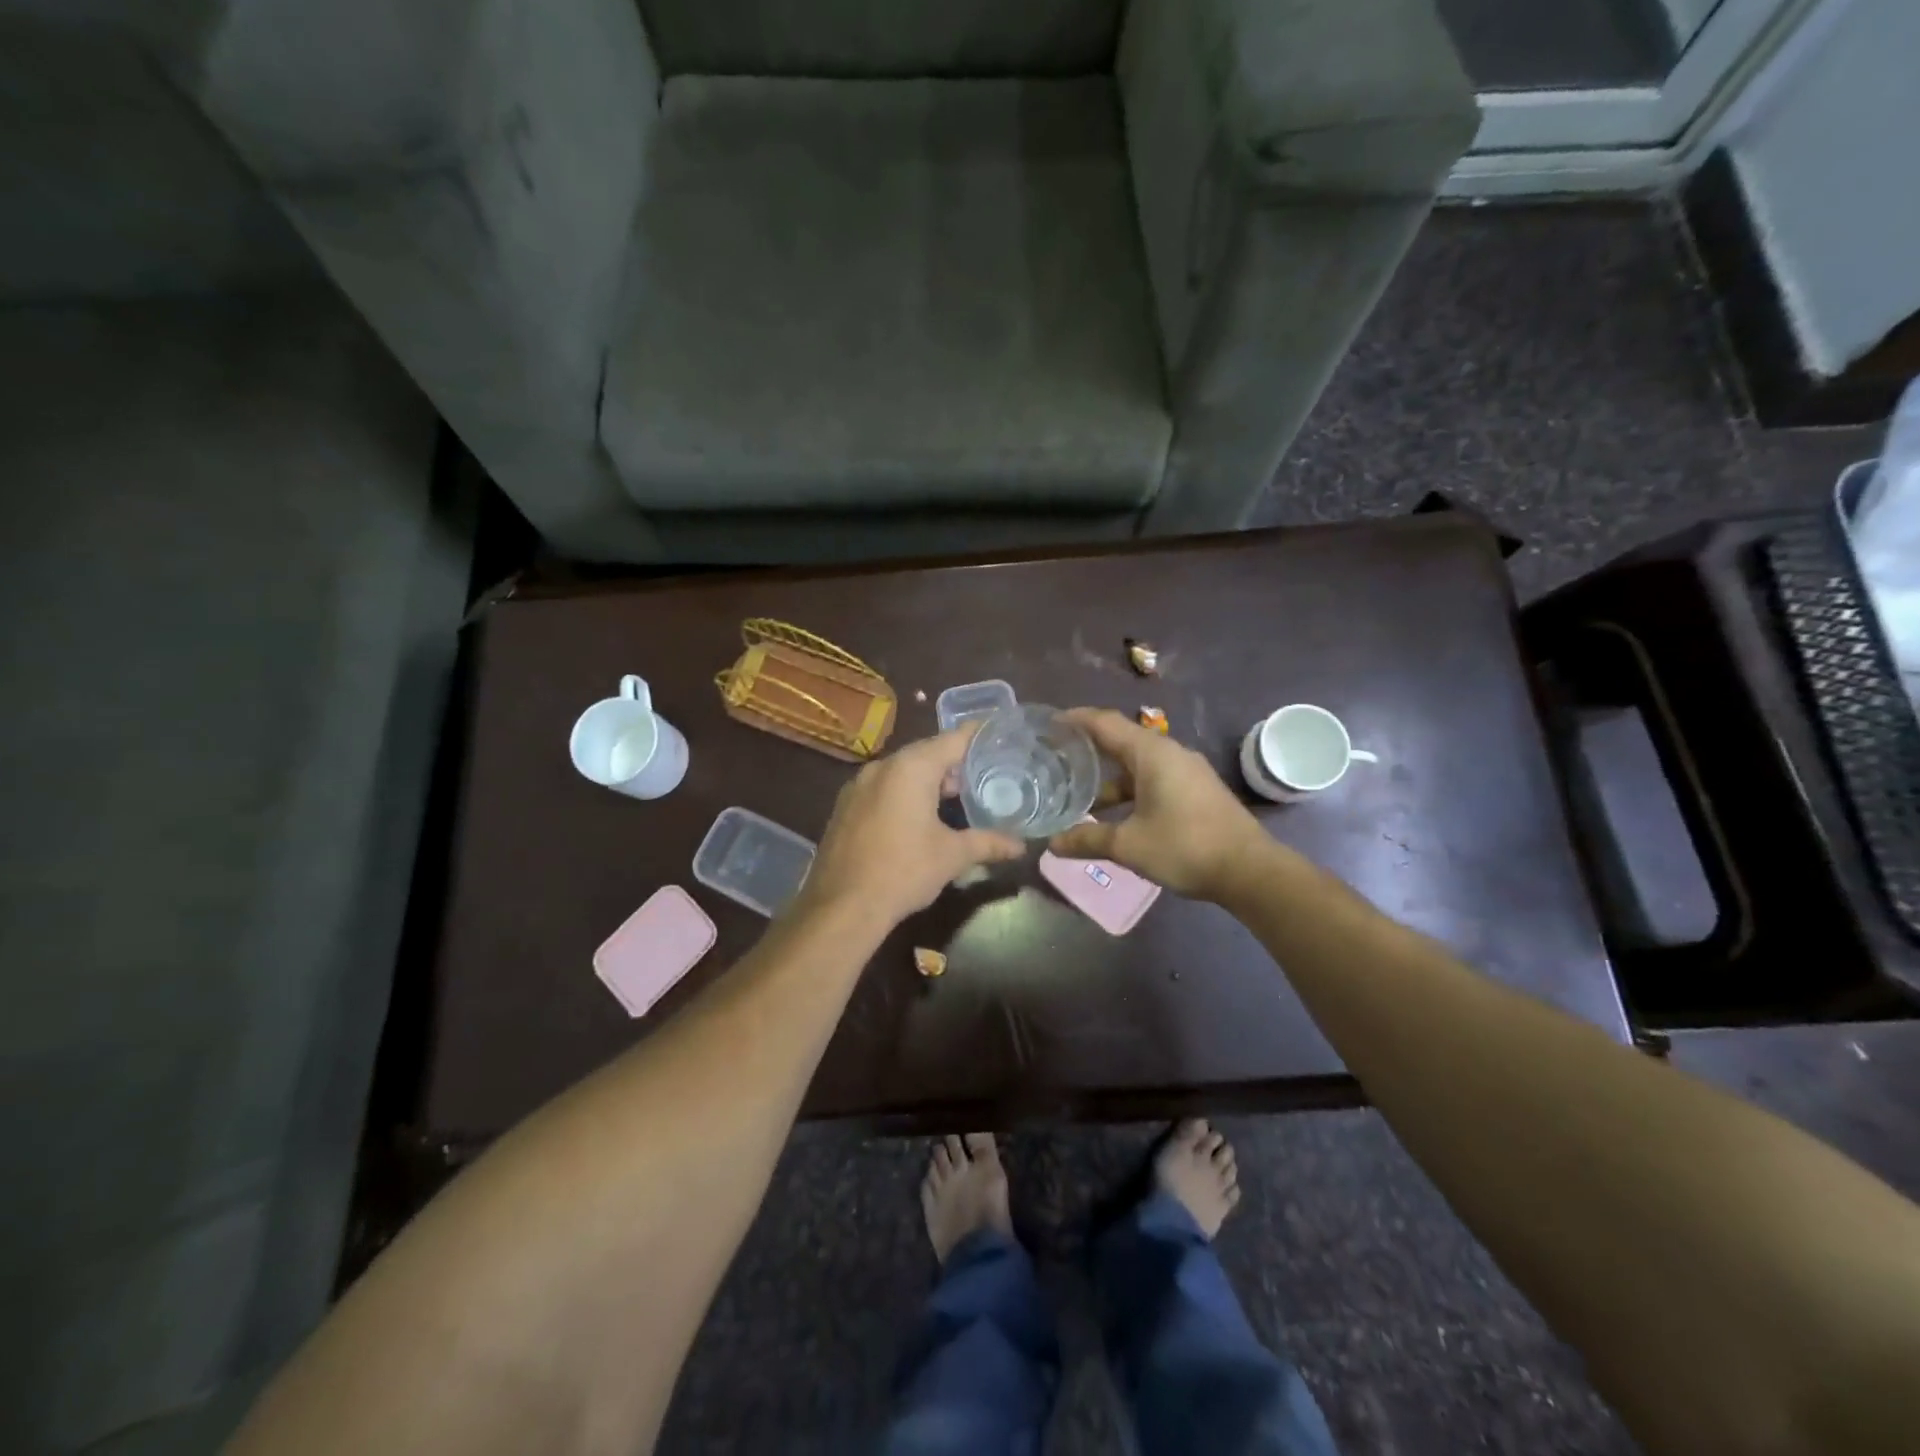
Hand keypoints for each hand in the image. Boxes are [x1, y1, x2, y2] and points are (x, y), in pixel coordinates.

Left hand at [798, 726, 1024, 928]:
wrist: (842, 906)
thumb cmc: (903, 871)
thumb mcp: (952, 856)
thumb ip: (988, 843)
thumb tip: (1020, 846)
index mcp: (911, 768)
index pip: (953, 739)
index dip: (979, 736)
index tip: (1001, 735)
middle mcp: (882, 766)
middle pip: (927, 753)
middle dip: (956, 764)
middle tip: (986, 777)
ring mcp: (858, 785)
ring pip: (903, 771)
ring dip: (929, 781)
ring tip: (956, 800)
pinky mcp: (845, 806)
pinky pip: (883, 787)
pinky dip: (904, 793)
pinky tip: (918, 818)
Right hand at [1048, 708, 1271, 900]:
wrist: (1250, 870)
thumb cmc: (1185, 847)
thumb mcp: (1129, 845)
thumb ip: (1088, 839)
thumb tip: (1051, 844)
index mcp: (1151, 753)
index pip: (1104, 723)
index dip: (1075, 720)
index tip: (1048, 723)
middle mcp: (1169, 753)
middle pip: (1120, 741)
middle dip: (1088, 749)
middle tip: (1055, 758)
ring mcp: (1186, 771)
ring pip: (1137, 765)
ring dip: (1109, 778)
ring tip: (1078, 794)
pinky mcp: (1195, 790)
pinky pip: (1153, 778)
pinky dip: (1129, 788)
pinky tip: (1114, 813)